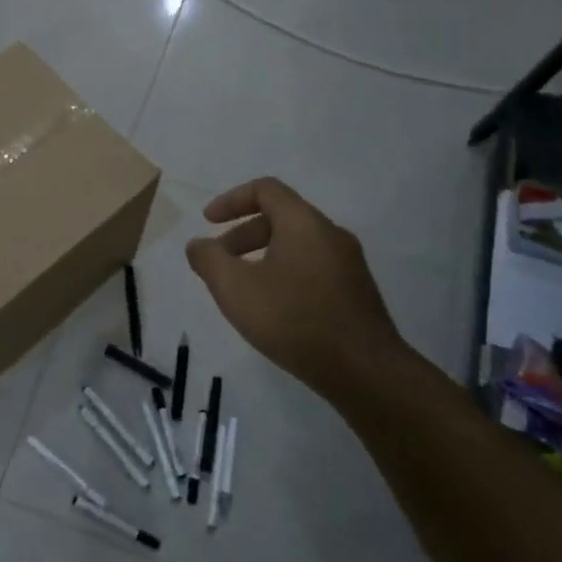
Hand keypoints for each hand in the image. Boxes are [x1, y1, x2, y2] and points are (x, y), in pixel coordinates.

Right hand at [185, 178, 423, 403]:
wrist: (364, 371)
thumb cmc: (293, 320)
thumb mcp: (235, 289)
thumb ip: (209, 260)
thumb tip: (198, 244)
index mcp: (304, 223)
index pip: (266, 190)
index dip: (231, 200)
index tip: (208, 222)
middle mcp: (331, 234)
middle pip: (281, 217)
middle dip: (242, 234)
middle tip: (219, 262)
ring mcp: (348, 264)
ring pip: (297, 245)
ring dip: (262, 256)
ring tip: (242, 289)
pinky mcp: (355, 292)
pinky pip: (312, 267)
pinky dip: (284, 273)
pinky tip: (273, 309)